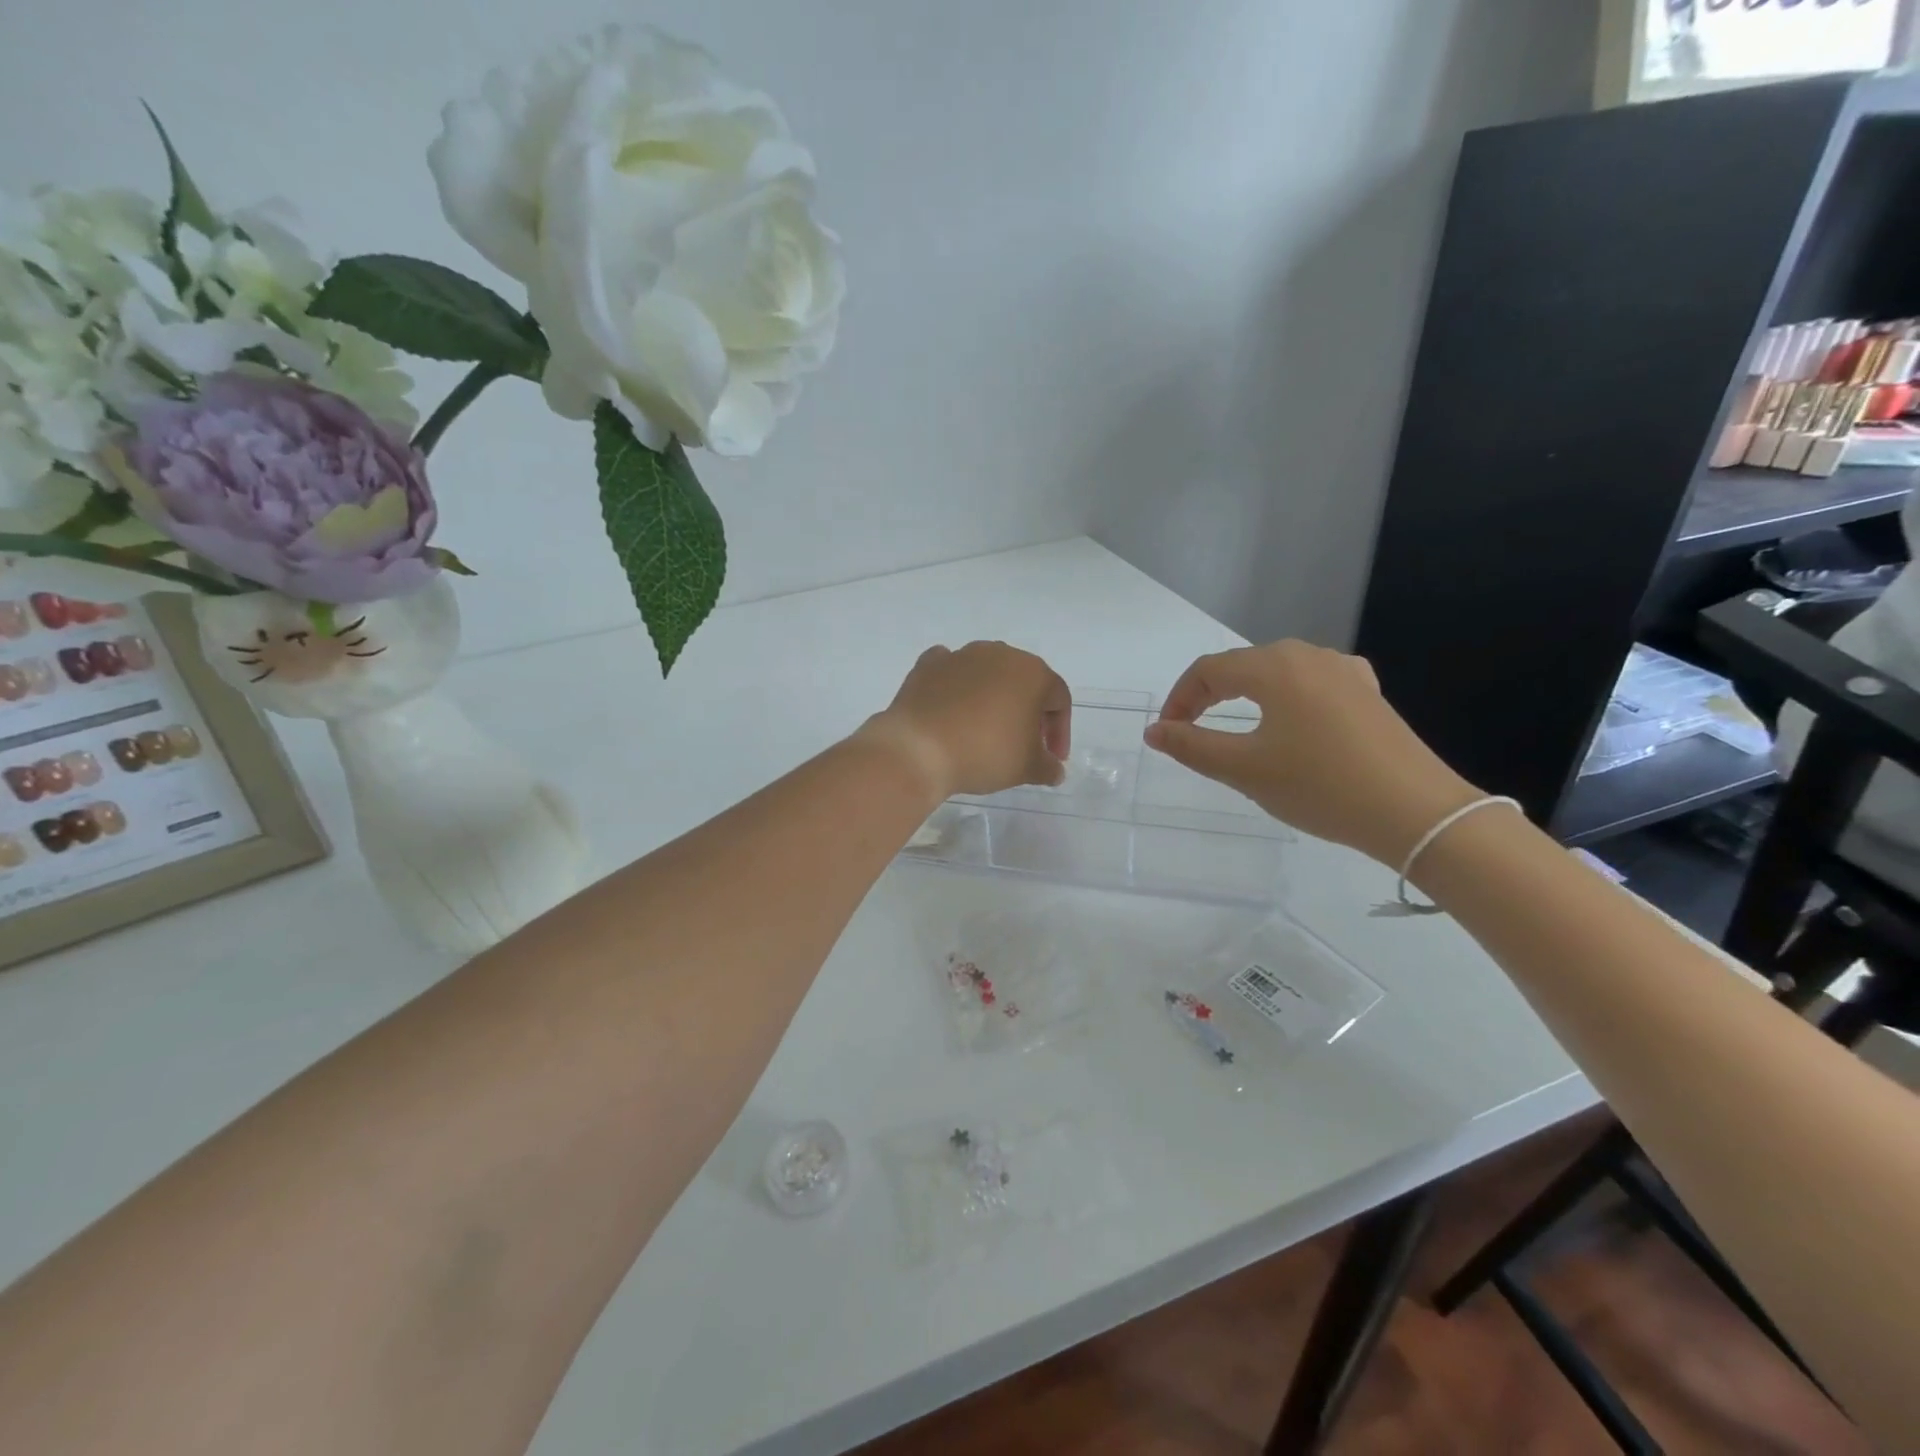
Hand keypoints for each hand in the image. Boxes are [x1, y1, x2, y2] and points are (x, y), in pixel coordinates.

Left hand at [864, 642, 1070, 798]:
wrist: (919, 748)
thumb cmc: (985, 752)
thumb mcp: (1026, 768)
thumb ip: (1048, 766)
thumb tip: (1055, 770)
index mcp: (1032, 672)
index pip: (1058, 700)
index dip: (1060, 731)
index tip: (1051, 758)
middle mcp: (999, 653)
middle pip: (1024, 682)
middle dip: (1029, 712)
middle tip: (1024, 744)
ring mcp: (961, 655)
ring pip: (988, 675)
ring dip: (993, 699)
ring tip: (986, 731)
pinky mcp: (928, 665)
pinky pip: (951, 673)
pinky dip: (956, 688)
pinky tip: (953, 711)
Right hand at [1145, 641, 1481, 865]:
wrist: (1417, 813)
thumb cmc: (1320, 786)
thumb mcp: (1244, 769)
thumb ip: (1192, 746)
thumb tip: (1154, 731)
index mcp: (1275, 667)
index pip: (1208, 670)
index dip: (1179, 698)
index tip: (1167, 734)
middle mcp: (1309, 656)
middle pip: (1242, 666)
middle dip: (1208, 696)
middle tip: (1191, 733)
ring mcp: (1345, 672)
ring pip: (1277, 674)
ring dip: (1245, 698)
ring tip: (1234, 731)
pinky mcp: (1369, 695)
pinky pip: (1311, 685)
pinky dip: (1284, 700)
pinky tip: (1290, 721)